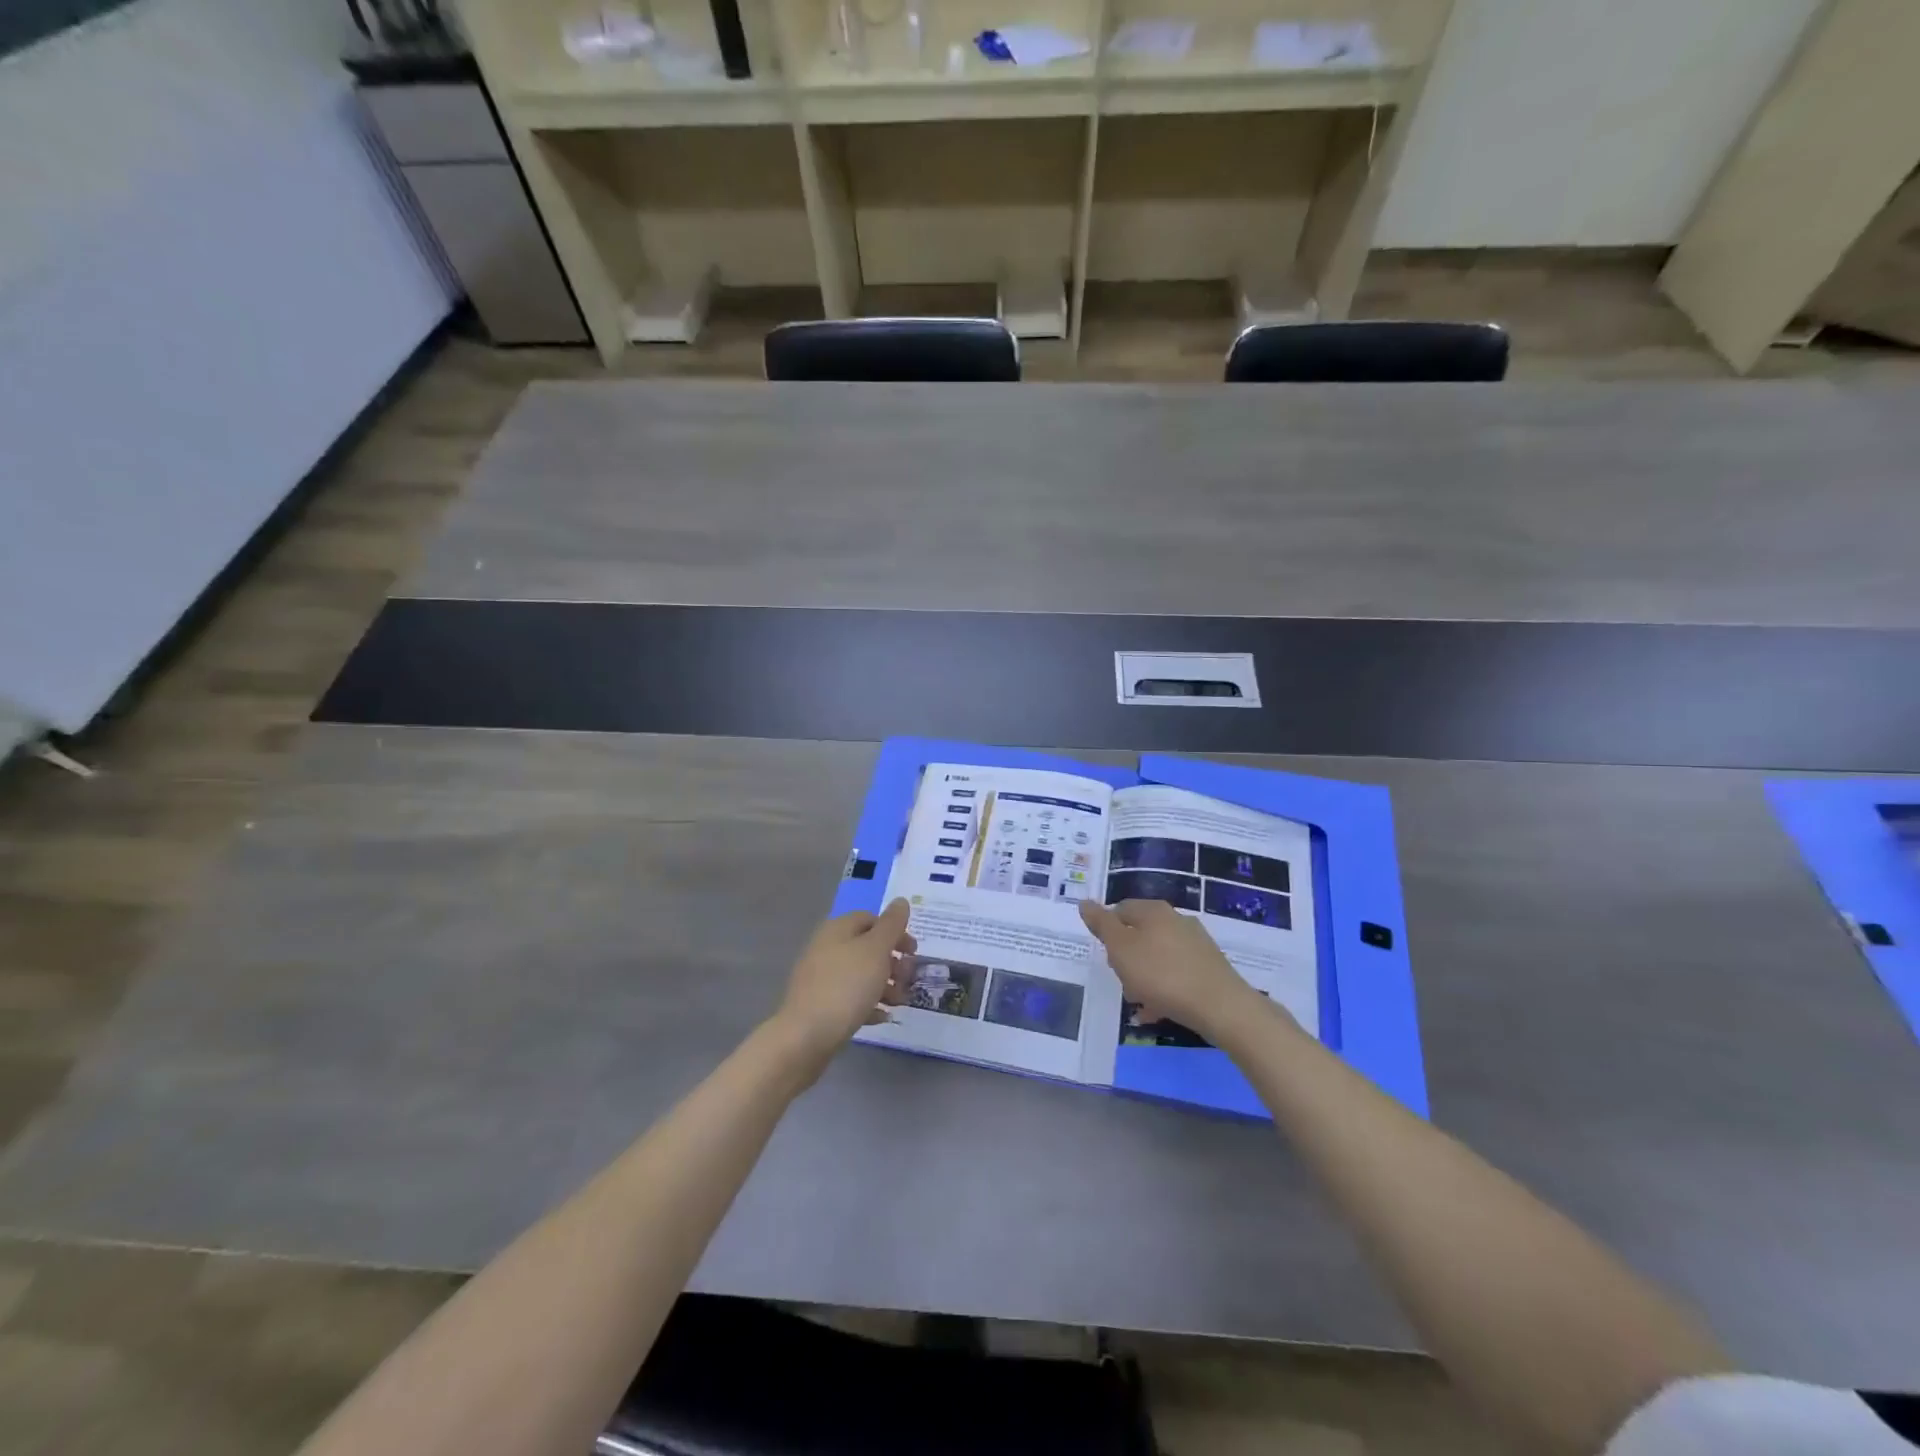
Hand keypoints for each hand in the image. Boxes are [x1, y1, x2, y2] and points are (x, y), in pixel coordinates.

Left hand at [770, 900, 914, 1072]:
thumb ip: (891, 925)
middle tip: (908, 979)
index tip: (913, 952)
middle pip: (867, 947)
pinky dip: (868, 1004)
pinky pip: (850, 998)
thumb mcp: (876, 950)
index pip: (871, 918)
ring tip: (899, 1002)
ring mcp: (820, 977)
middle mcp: (826, 948)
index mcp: (838, 929)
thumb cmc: (846, 986)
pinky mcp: (819, 1005)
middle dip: (893, 962)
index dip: (895, 932)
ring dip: (885, 985)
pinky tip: (882, 1017)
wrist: (806, 1036)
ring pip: (860, 974)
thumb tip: (900, 901)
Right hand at [1080, 899, 1268, 1040]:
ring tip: (1139, 1002)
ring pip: (1157, 956)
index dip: (1107, 931)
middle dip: (1126, 957)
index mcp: (1153, 910)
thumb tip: (1085, 902)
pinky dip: (1163, 989)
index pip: (1120, 909)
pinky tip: (1157, 1011)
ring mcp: (1195, 943)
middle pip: (1139, 934)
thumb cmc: (1161, 974)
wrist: (1221, 1007)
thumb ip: (1102, 925)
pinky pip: (1175, 974)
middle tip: (1121, 980)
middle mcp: (1176, 920)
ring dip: (1143, 976)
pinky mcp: (1208, 968)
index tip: (1105, 956)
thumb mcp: (1121, 948)